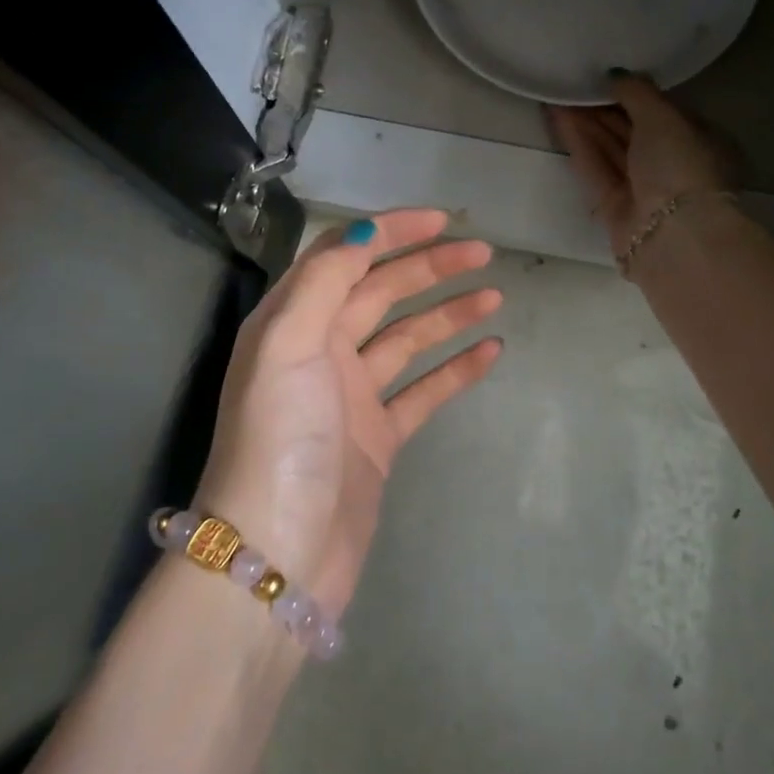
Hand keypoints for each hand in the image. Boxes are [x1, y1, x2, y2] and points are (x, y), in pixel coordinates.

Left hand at [193, 210, 501, 618]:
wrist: (279, 554)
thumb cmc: (279, 440)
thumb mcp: (287, 346)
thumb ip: (323, 283)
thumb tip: (363, 234)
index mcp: (292, 323)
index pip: (344, 259)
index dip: (391, 233)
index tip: (442, 220)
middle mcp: (319, 352)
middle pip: (381, 293)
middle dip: (429, 268)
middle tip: (483, 254)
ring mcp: (351, 397)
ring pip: (407, 338)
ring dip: (448, 313)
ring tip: (495, 295)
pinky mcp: (378, 438)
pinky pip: (423, 391)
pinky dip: (455, 369)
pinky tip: (491, 351)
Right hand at [548, 74, 735, 253]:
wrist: (673, 235)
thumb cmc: (681, 165)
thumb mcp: (664, 116)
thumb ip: (638, 92)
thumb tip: (615, 74)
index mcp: (701, 142)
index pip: (666, 112)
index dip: (636, 93)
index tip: (607, 76)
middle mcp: (675, 166)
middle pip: (635, 131)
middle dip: (605, 108)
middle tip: (574, 81)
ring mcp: (644, 190)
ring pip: (612, 149)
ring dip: (587, 122)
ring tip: (558, 93)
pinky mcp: (616, 208)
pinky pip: (596, 168)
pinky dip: (579, 143)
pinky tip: (558, 117)